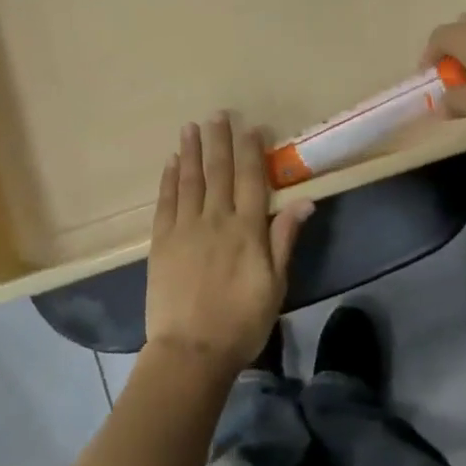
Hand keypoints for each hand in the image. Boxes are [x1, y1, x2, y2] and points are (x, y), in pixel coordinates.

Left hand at [145, 114, 314, 374]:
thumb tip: (305, 201)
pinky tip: (171, 163)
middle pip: (218, 172)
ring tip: (192, 127)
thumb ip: (285, 239)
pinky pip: (165, 202)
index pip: (251, 180)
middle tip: (218, 114)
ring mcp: (184, 229)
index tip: (251, 127)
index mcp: (247, 230)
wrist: (191, 351)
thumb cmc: (242, 321)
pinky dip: (169, 180)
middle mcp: (215, 220)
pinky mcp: (160, 242)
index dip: (251, 151)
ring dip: (192, 152)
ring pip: (190, 180)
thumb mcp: (275, 284)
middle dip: (219, 141)